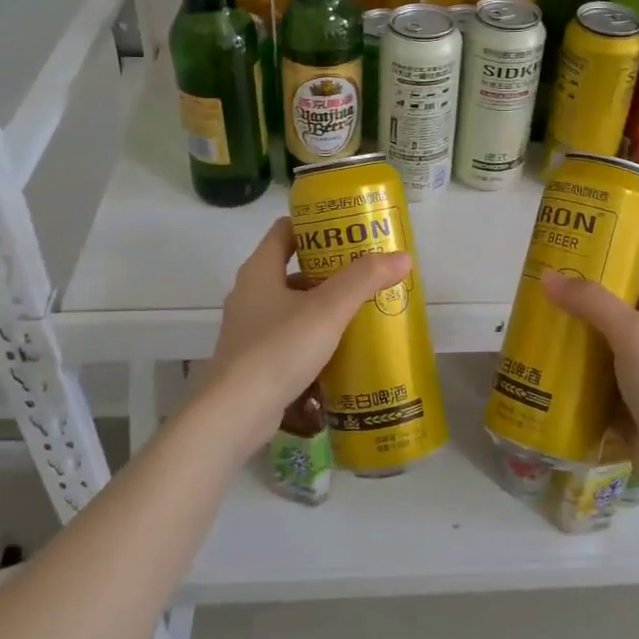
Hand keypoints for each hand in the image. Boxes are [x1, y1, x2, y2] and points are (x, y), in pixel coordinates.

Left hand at [206, 218, 411, 425]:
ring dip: (323, 304)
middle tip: (366, 270)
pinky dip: (313, 335)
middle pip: (292, 267)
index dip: (315, 224)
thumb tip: (402, 257)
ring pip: (292, 304)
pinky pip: (289, 336)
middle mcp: (250, 293)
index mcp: (259, 270)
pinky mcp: (254, 360)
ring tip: (361, 307)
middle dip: (329, 267)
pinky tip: (341, 346)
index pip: (285, 230)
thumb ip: (364, 280)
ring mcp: (249, 328)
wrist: (236, 414)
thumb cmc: (279, 349)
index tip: (348, 229)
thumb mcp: (328, 310)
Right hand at [539, 271, 638, 491]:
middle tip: (538, 301)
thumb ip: (591, 302)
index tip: (565, 262)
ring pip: (598, 356)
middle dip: (576, 310)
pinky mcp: (625, 413)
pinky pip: (592, 392)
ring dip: (570, 349)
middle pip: (609, 319)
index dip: (604, 269)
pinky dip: (571, 386)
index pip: (633, 282)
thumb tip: (547, 278)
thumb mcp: (631, 331)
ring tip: (532, 337)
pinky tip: (542, 379)